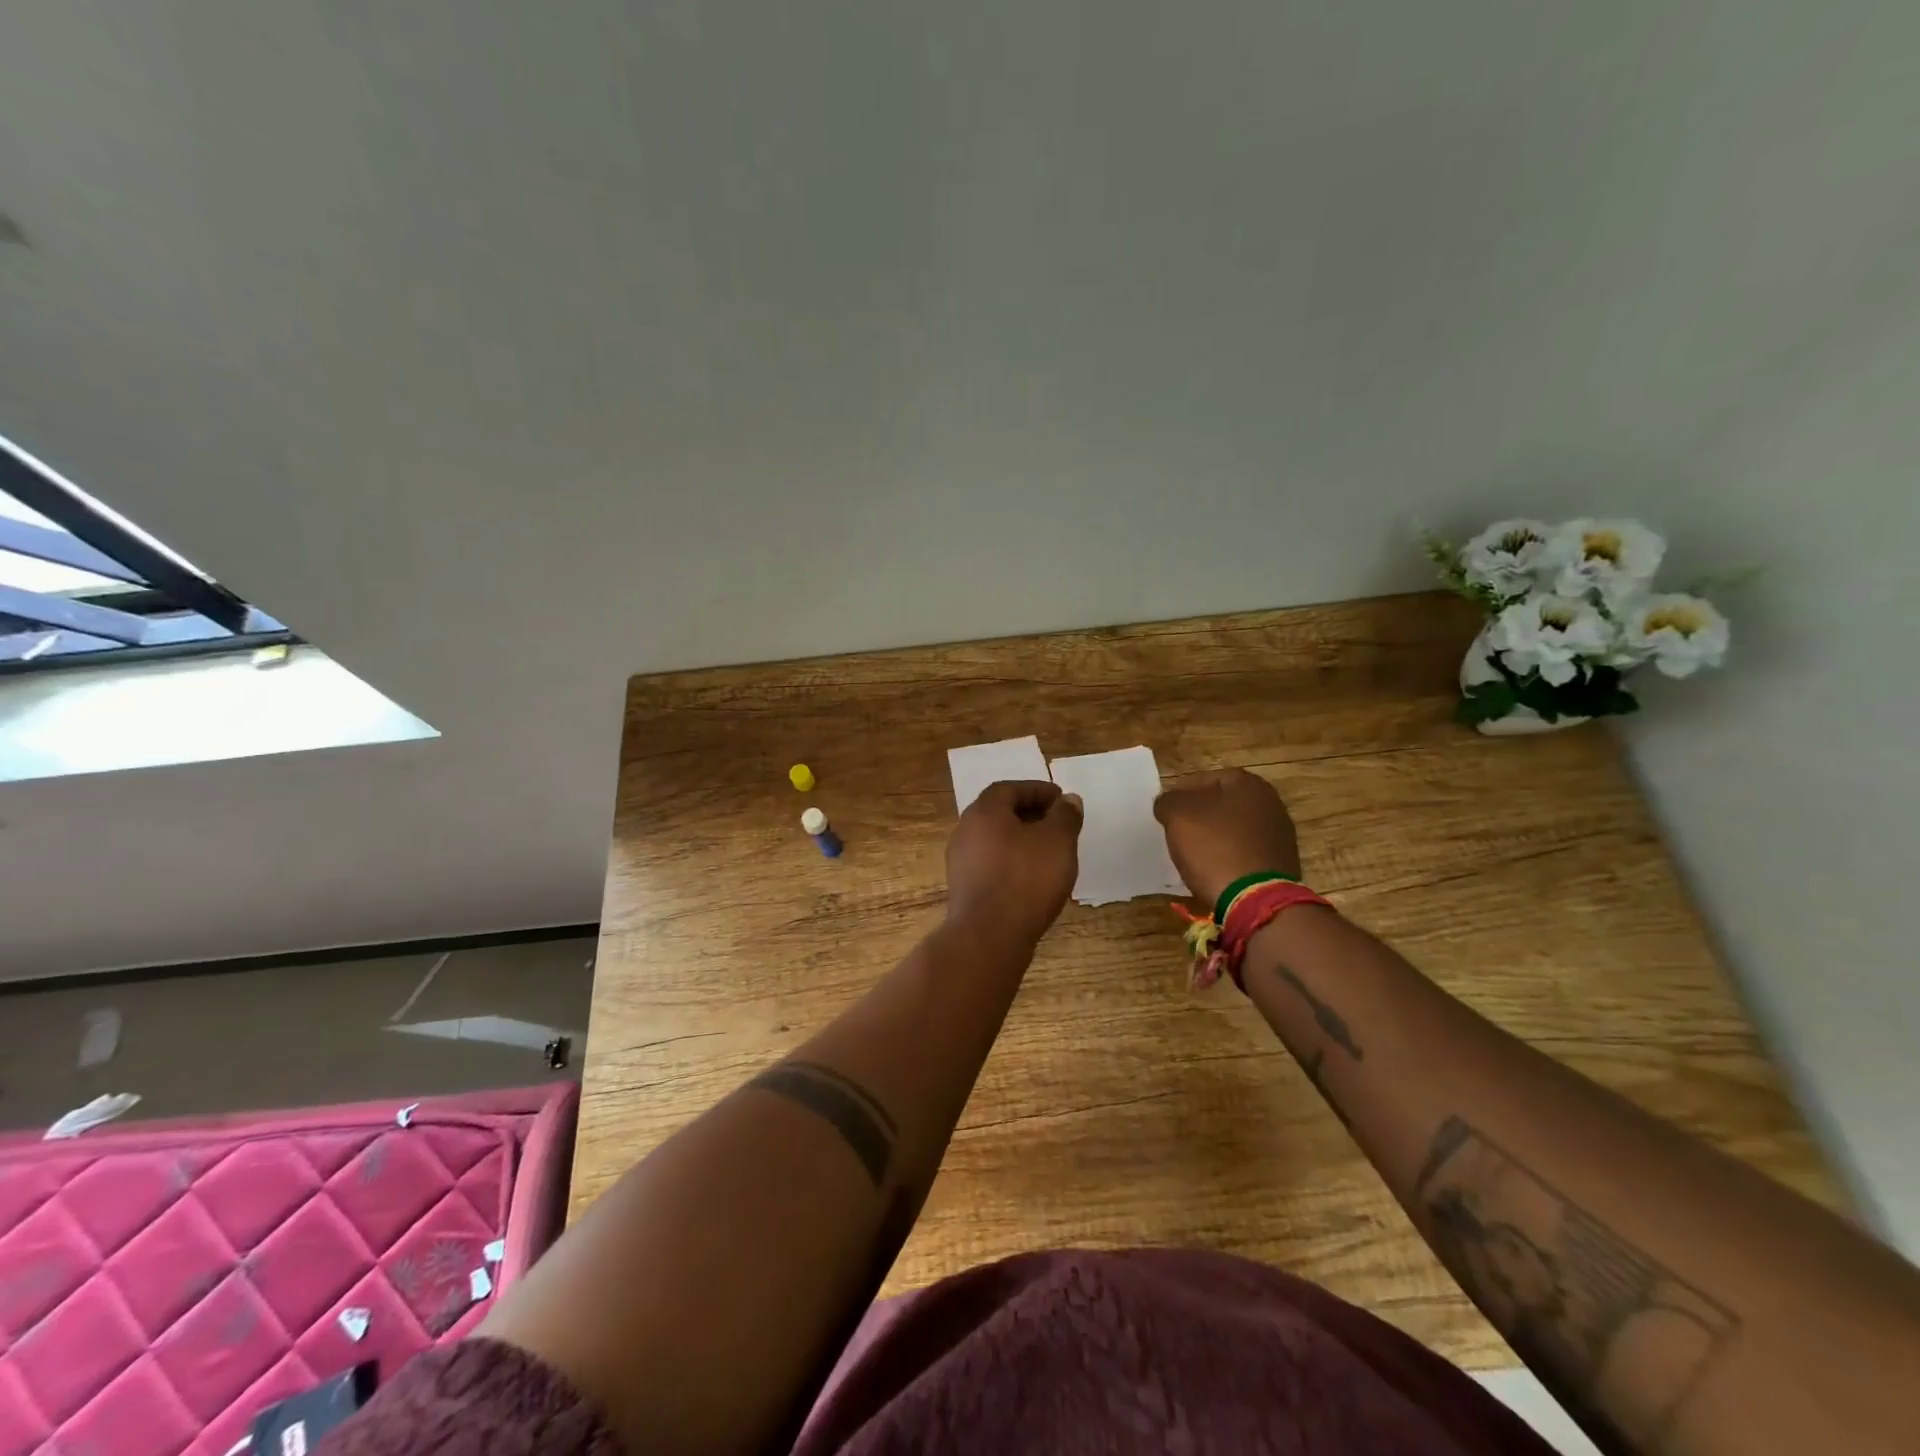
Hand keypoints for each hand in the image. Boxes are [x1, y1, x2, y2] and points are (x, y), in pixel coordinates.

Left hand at [945, 781, 1083, 947]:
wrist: (989, 935)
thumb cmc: (1026, 879)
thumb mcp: (1058, 841)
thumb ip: (1065, 816)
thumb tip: (1068, 800)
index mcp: (984, 811)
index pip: (1009, 788)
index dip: (1037, 790)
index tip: (1061, 800)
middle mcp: (965, 830)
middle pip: (999, 812)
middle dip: (1029, 814)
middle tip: (1056, 823)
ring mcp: (960, 861)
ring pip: (994, 840)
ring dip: (1020, 839)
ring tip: (1048, 851)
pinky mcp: (964, 888)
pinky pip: (990, 863)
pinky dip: (1011, 861)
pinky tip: (1031, 878)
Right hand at [1153, 769, 1301, 905]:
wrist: (1256, 900)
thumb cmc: (1215, 847)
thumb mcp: (1178, 816)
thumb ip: (1168, 801)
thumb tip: (1168, 803)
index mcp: (1249, 784)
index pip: (1207, 778)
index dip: (1182, 792)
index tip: (1166, 811)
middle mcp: (1271, 804)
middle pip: (1223, 804)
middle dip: (1200, 815)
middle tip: (1178, 831)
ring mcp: (1280, 836)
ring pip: (1235, 829)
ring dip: (1214, 838)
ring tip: (1193, 854)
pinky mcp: (1281, 864)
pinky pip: (1245, 853)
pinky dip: (1228, 858)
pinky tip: (1214, 871)